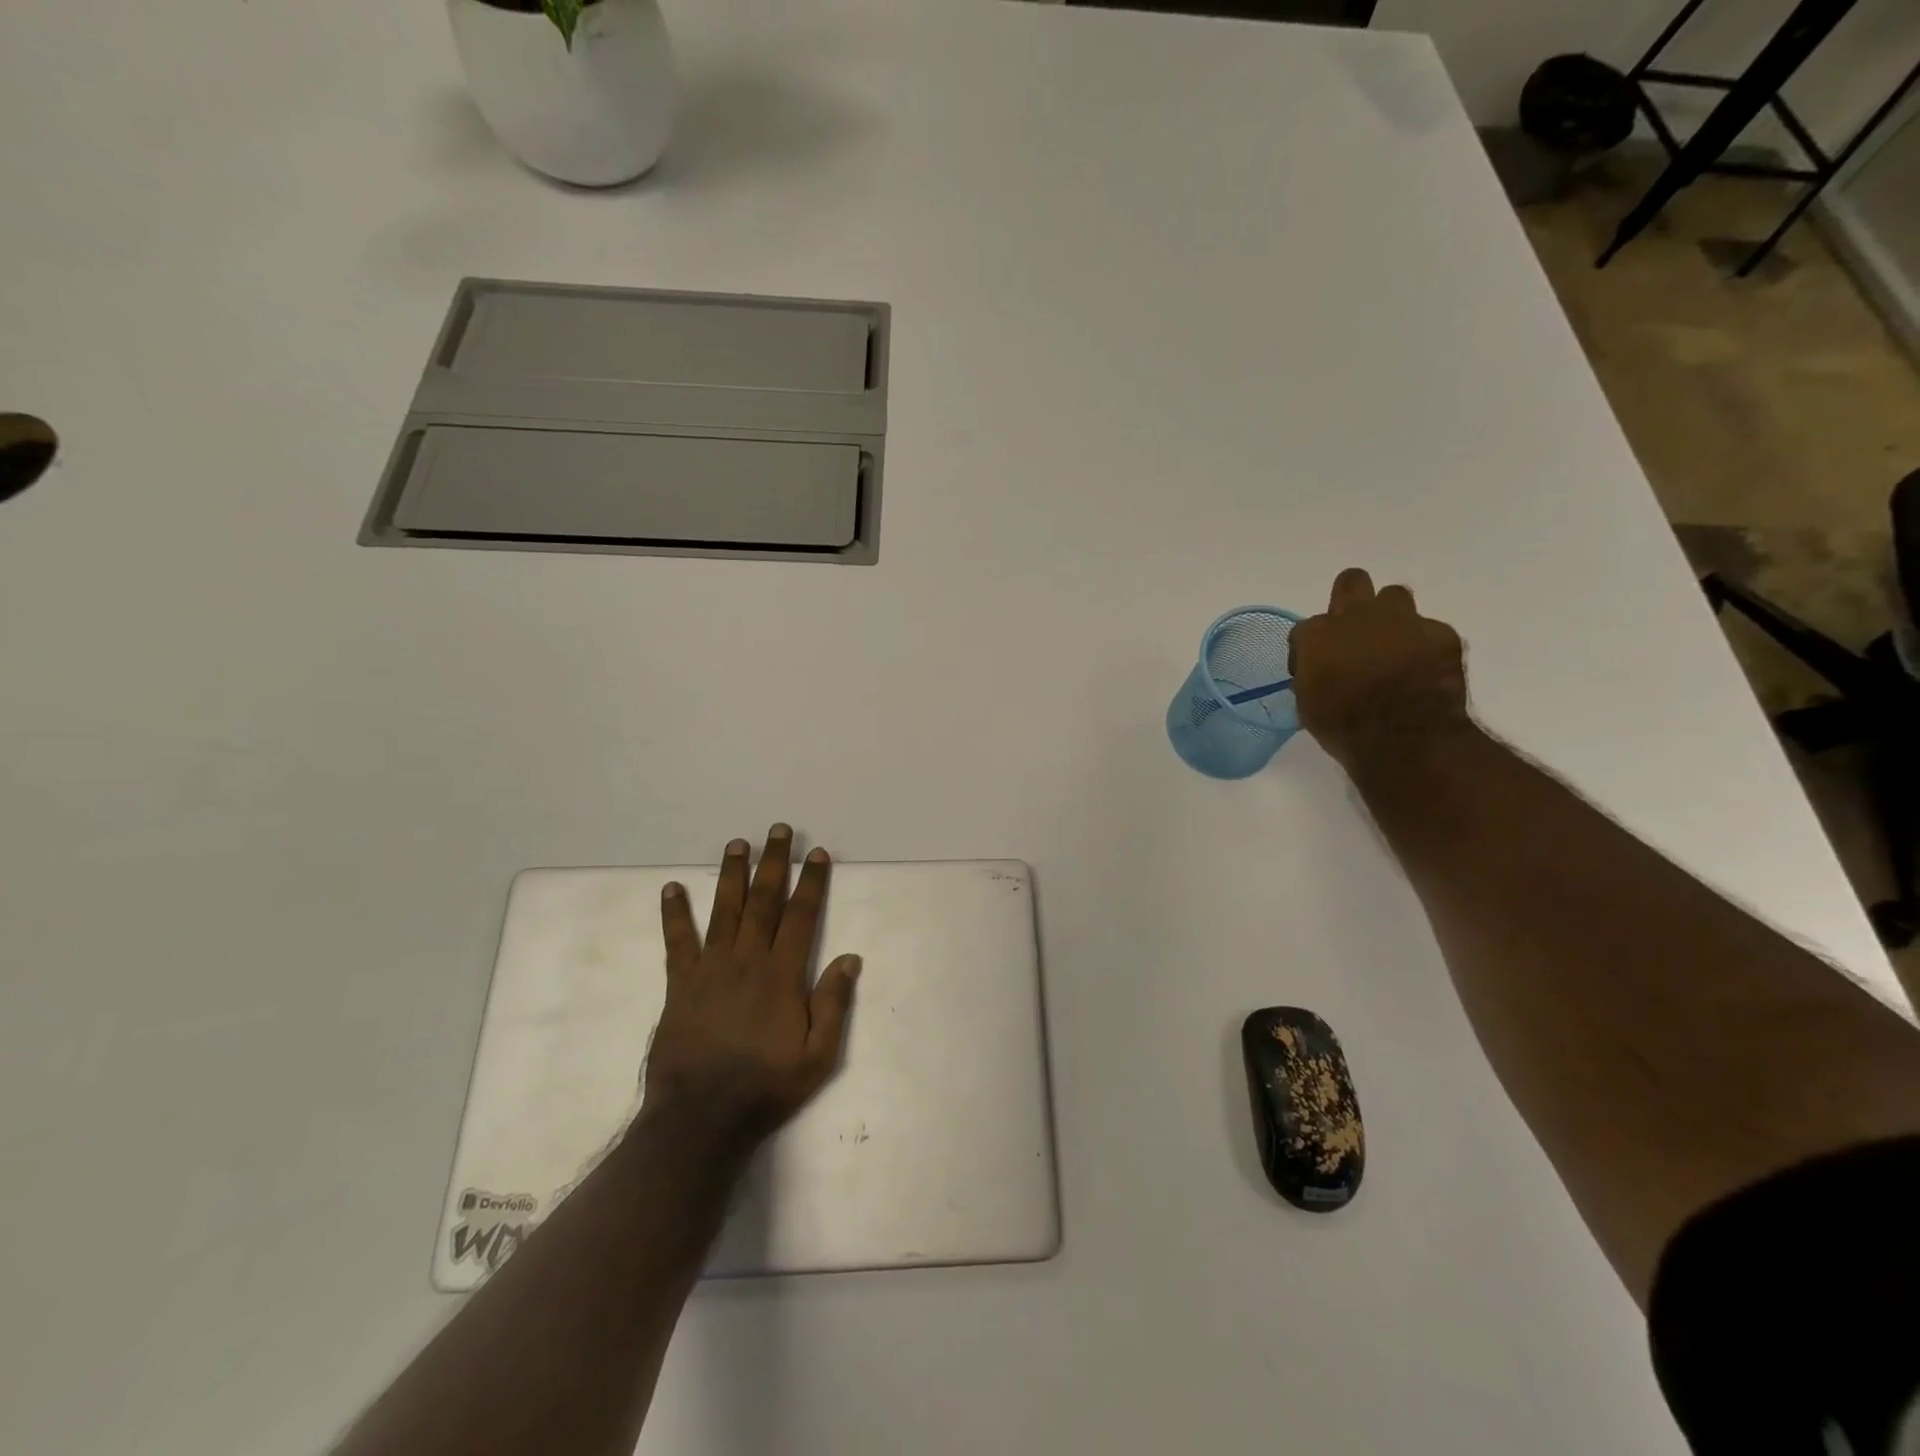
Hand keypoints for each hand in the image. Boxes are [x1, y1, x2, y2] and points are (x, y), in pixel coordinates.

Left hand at [643, 825, 861, 1152]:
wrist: (701, 1117)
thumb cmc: (766, 1086)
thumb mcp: (818, 1056)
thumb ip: (833, 1004)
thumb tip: (850, 958)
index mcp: (782, 974)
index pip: (801, 916)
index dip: (811, 882)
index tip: (816, 854)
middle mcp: (747, 960)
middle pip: (764, 901)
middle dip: (773, 863)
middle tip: (778, 830)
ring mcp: (711, 969)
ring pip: (724, 910)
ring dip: (732, 874)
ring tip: (736, 843)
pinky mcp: (681, 984)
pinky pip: (678, 941)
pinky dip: (675, 913)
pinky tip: (672, 888)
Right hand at [1289, 568, 1470, 774]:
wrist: (1404, 738)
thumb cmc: (1343, 726)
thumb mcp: (1308, 704)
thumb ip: (1312, 675)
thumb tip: (1321, 672)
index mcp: (1318, 634)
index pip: (1306, 628)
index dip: (1310, 649)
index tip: (1315, 671)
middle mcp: (1358, 616)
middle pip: (1352, 581)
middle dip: (1352, 599)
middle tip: (1354, 631)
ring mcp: (1403, 620)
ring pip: (1395, 596)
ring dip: (1391, 617)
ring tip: (1392, 647)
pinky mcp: (1441, 633)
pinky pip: (1430, 630)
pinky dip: (1424, 647)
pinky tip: (1423, 670)